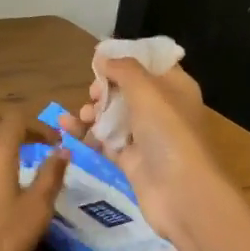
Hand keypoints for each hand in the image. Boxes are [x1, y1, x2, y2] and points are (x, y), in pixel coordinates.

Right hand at [61, 57, 228, 250]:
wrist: (182, 194)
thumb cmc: (168, 133)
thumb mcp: (147, 91)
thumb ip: (123, 69)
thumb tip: (103, 56)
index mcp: (175, 87)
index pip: (150, 64)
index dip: (126, 59)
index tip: (100, 60)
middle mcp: (163, 109)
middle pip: (127, 90)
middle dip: (104, 88)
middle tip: (93, 94)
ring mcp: (146, 137)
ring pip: (113, 116)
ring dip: (93, 112)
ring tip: (79, 117)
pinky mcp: (131, 161)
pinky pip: (105, 141)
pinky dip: (88, 134)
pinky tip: (67, 129)